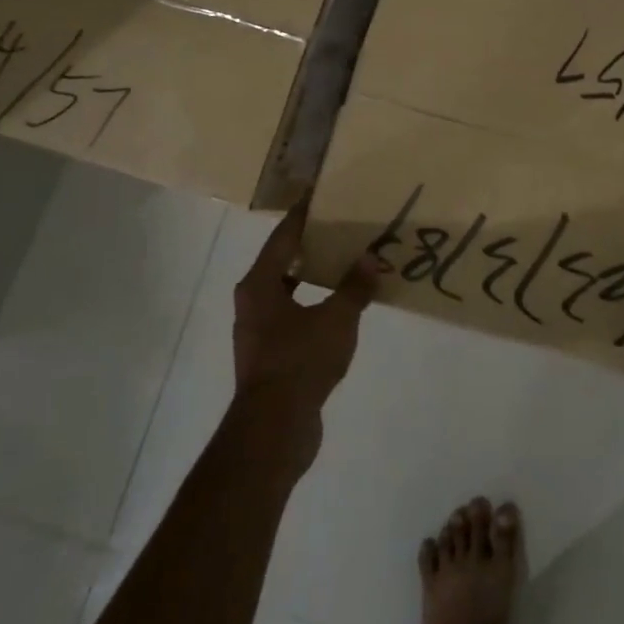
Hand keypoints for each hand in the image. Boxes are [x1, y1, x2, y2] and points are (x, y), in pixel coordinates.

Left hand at [231, 202, 378, 463]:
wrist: (274, 429)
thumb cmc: (300, 362)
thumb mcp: (337, 319)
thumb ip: (354, 287)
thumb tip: (370, 258)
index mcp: (260, 284)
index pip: (283, 236)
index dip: (303, 214)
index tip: (320, 194)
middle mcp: (253, 301)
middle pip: (283, 261)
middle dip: (311, 244)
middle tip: (341, 226)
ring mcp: (259, 330)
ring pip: (288, 290)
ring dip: (314, 276)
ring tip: (346, 263)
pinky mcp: (270, 354)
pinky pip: (294, 315)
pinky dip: (314, 304)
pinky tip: (340, 307)